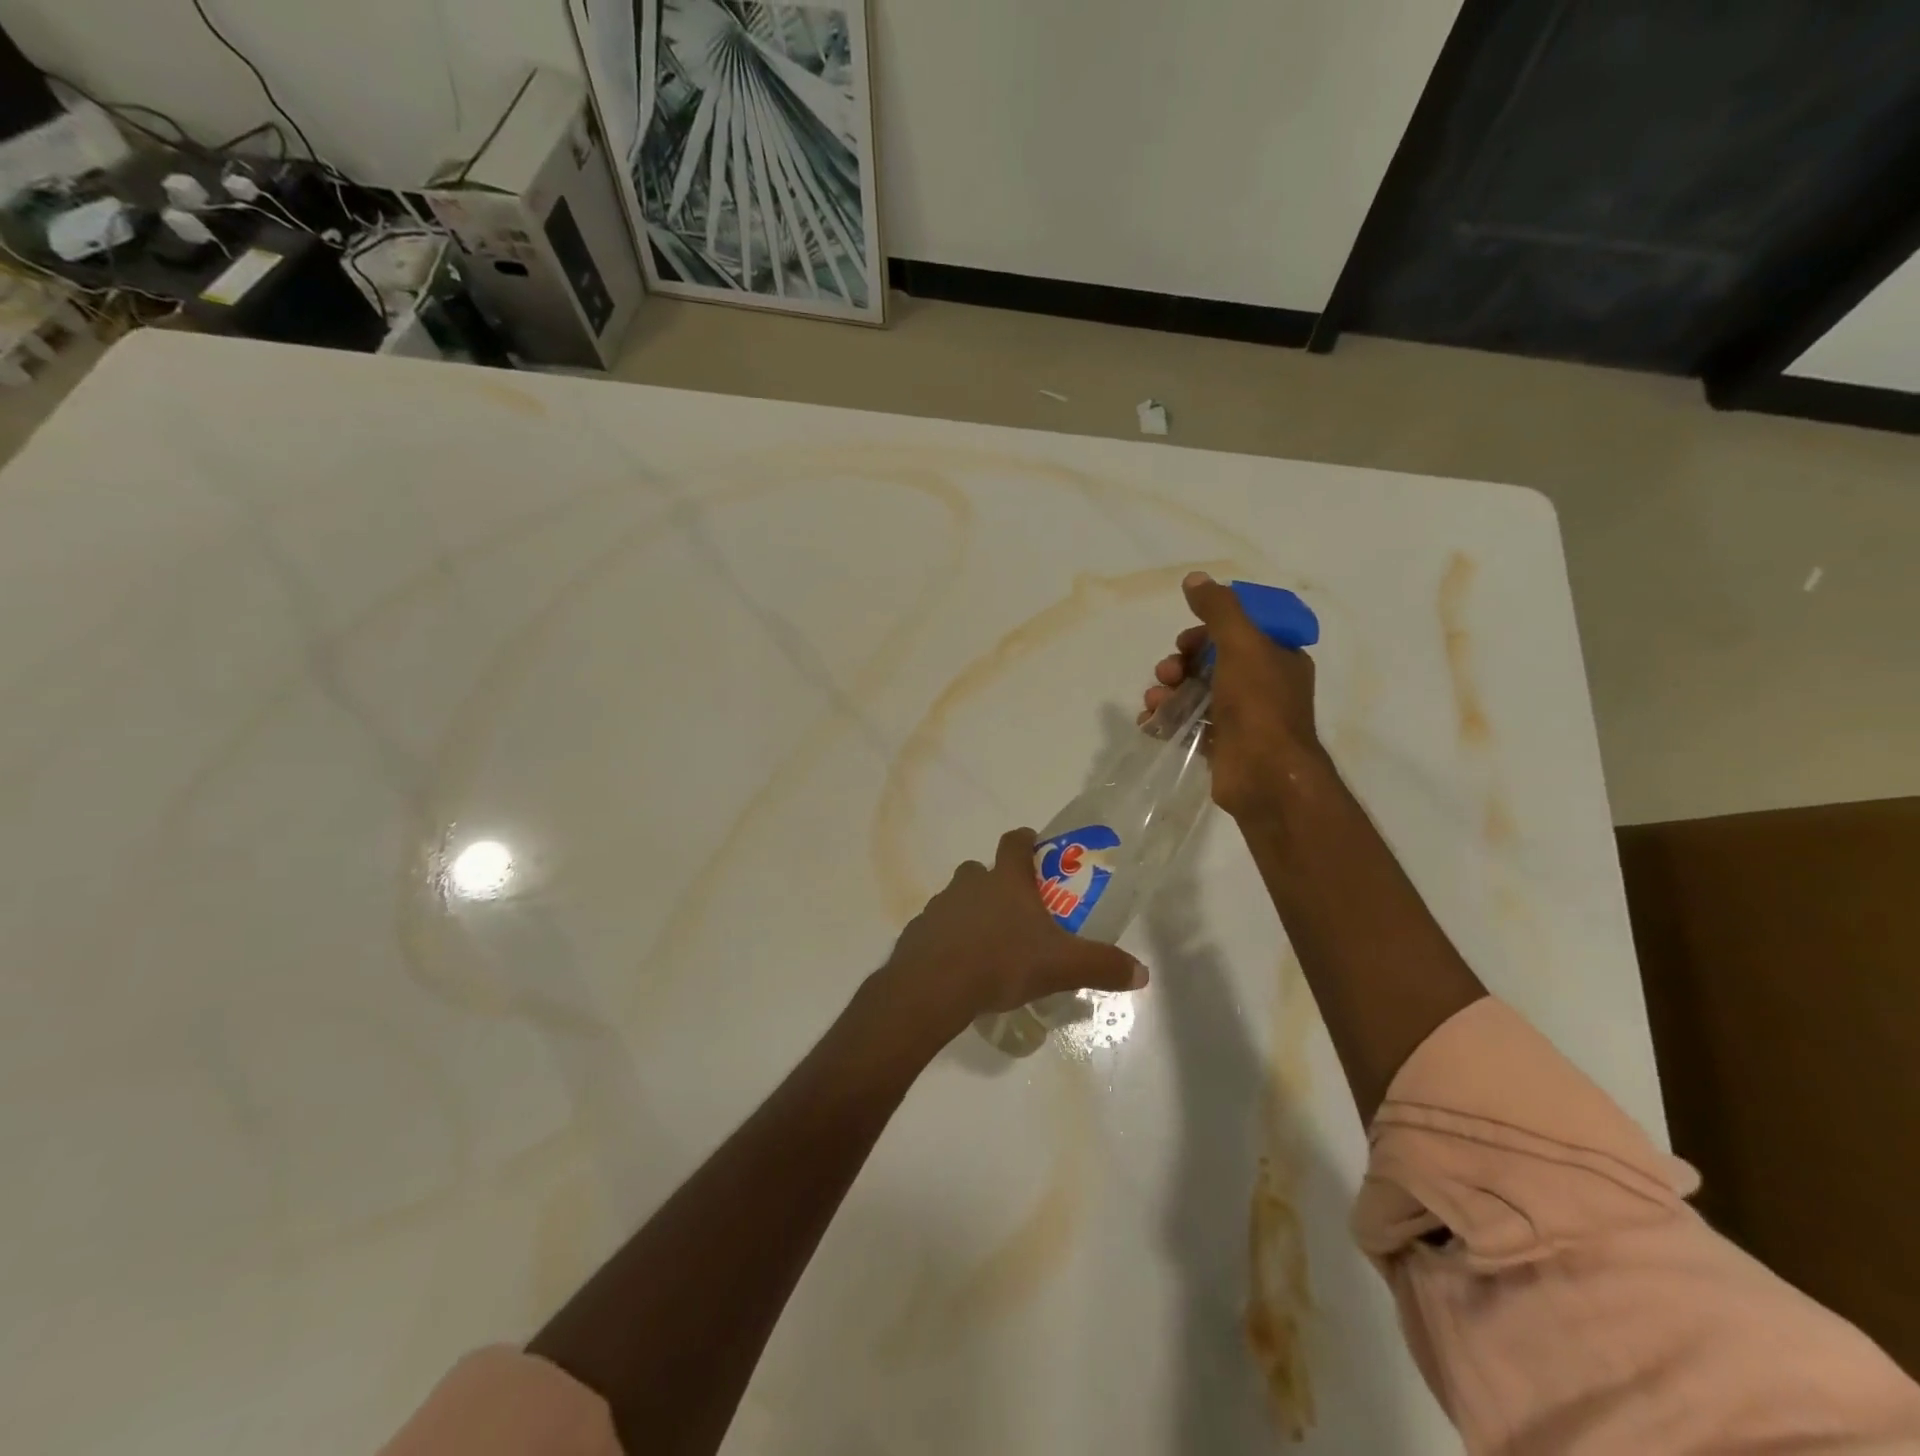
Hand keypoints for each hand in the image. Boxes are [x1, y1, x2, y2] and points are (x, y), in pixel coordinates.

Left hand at [878, 828, 1148, 1040]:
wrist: (934, 987)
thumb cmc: (1002, 963)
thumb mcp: (1062, 967)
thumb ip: (1102, 966)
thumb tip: (1142, 973)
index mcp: (1006, 881)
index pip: (1014, 842)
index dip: (1025, 840)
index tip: (1034, 846)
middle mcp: (970, 884)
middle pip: (981, 870)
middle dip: (997, 883)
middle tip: (1016, 911)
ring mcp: (939, 906)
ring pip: (958, 899)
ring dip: (971, 912)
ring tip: (988, 945)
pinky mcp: (918, 932)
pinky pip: (937, 928)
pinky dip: (948, 939)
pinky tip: (960, 967)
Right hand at [1139, 571, 1326, 820]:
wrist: (1265, 775)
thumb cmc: (1258, 704)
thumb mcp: (1241, 644)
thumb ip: (1218, 609)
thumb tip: (1194, 578)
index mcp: (1277, 658)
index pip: (1238, 633)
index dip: (1206, 633)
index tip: (1185, 641)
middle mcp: (1262, 686)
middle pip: (1210, 663)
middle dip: (1180, 664)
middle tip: (1167, 674)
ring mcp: (1241, 719)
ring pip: (1195, 694)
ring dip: (1168, 692)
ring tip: (1155, 702)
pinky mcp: (1221, 746)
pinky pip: (1187, 725)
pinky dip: (1166, 720)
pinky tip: (1150, 722)